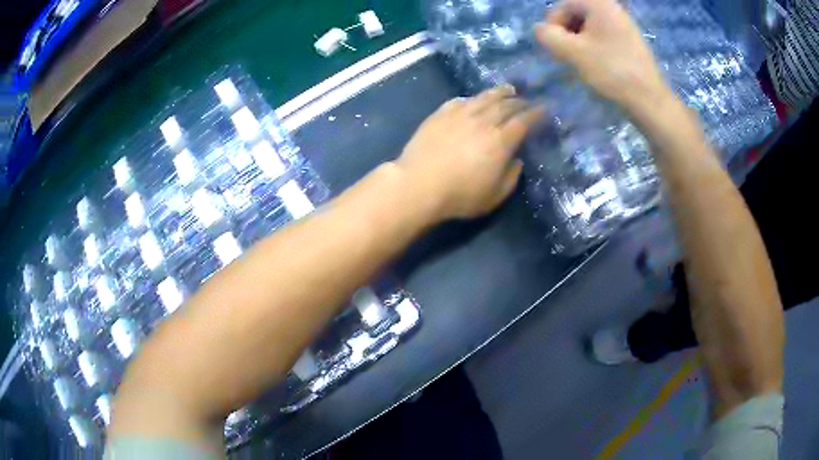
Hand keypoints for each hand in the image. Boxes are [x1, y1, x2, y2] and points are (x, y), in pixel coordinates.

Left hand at [396, 85, 542, 219]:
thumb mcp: (495, 196)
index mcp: (501, 141)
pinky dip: (472, 99)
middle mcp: (483, 121)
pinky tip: (474, 100)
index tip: (544, 109)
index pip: (523, 121)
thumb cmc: (460, 195)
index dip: (535, 114)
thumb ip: (511, 176)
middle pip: (506, 105)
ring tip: (508, 89)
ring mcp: (460, 114)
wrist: (418, 184)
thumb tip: (517, 159)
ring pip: (484, 98)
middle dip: (520, 101)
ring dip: (499, 92)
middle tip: (526, 101)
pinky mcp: (440, 114)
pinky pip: (460, 101)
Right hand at [535, 0, 671, 113]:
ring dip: (579, 42)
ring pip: (589, 27)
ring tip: (582, 63)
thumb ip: (548, 36)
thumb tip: (540, 30)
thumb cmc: (611, 71)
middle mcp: (612, 8)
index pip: (562, 6)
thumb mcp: (572, 52)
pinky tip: (598, 65)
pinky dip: (595, 47)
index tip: (555, 49)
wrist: (649, 99)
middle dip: (567, 33)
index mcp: (598, 4)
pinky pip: (604, 36)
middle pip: (576, 14)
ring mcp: (624, 24)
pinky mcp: (631, 40)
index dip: (553, 26)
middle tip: (567, 56)